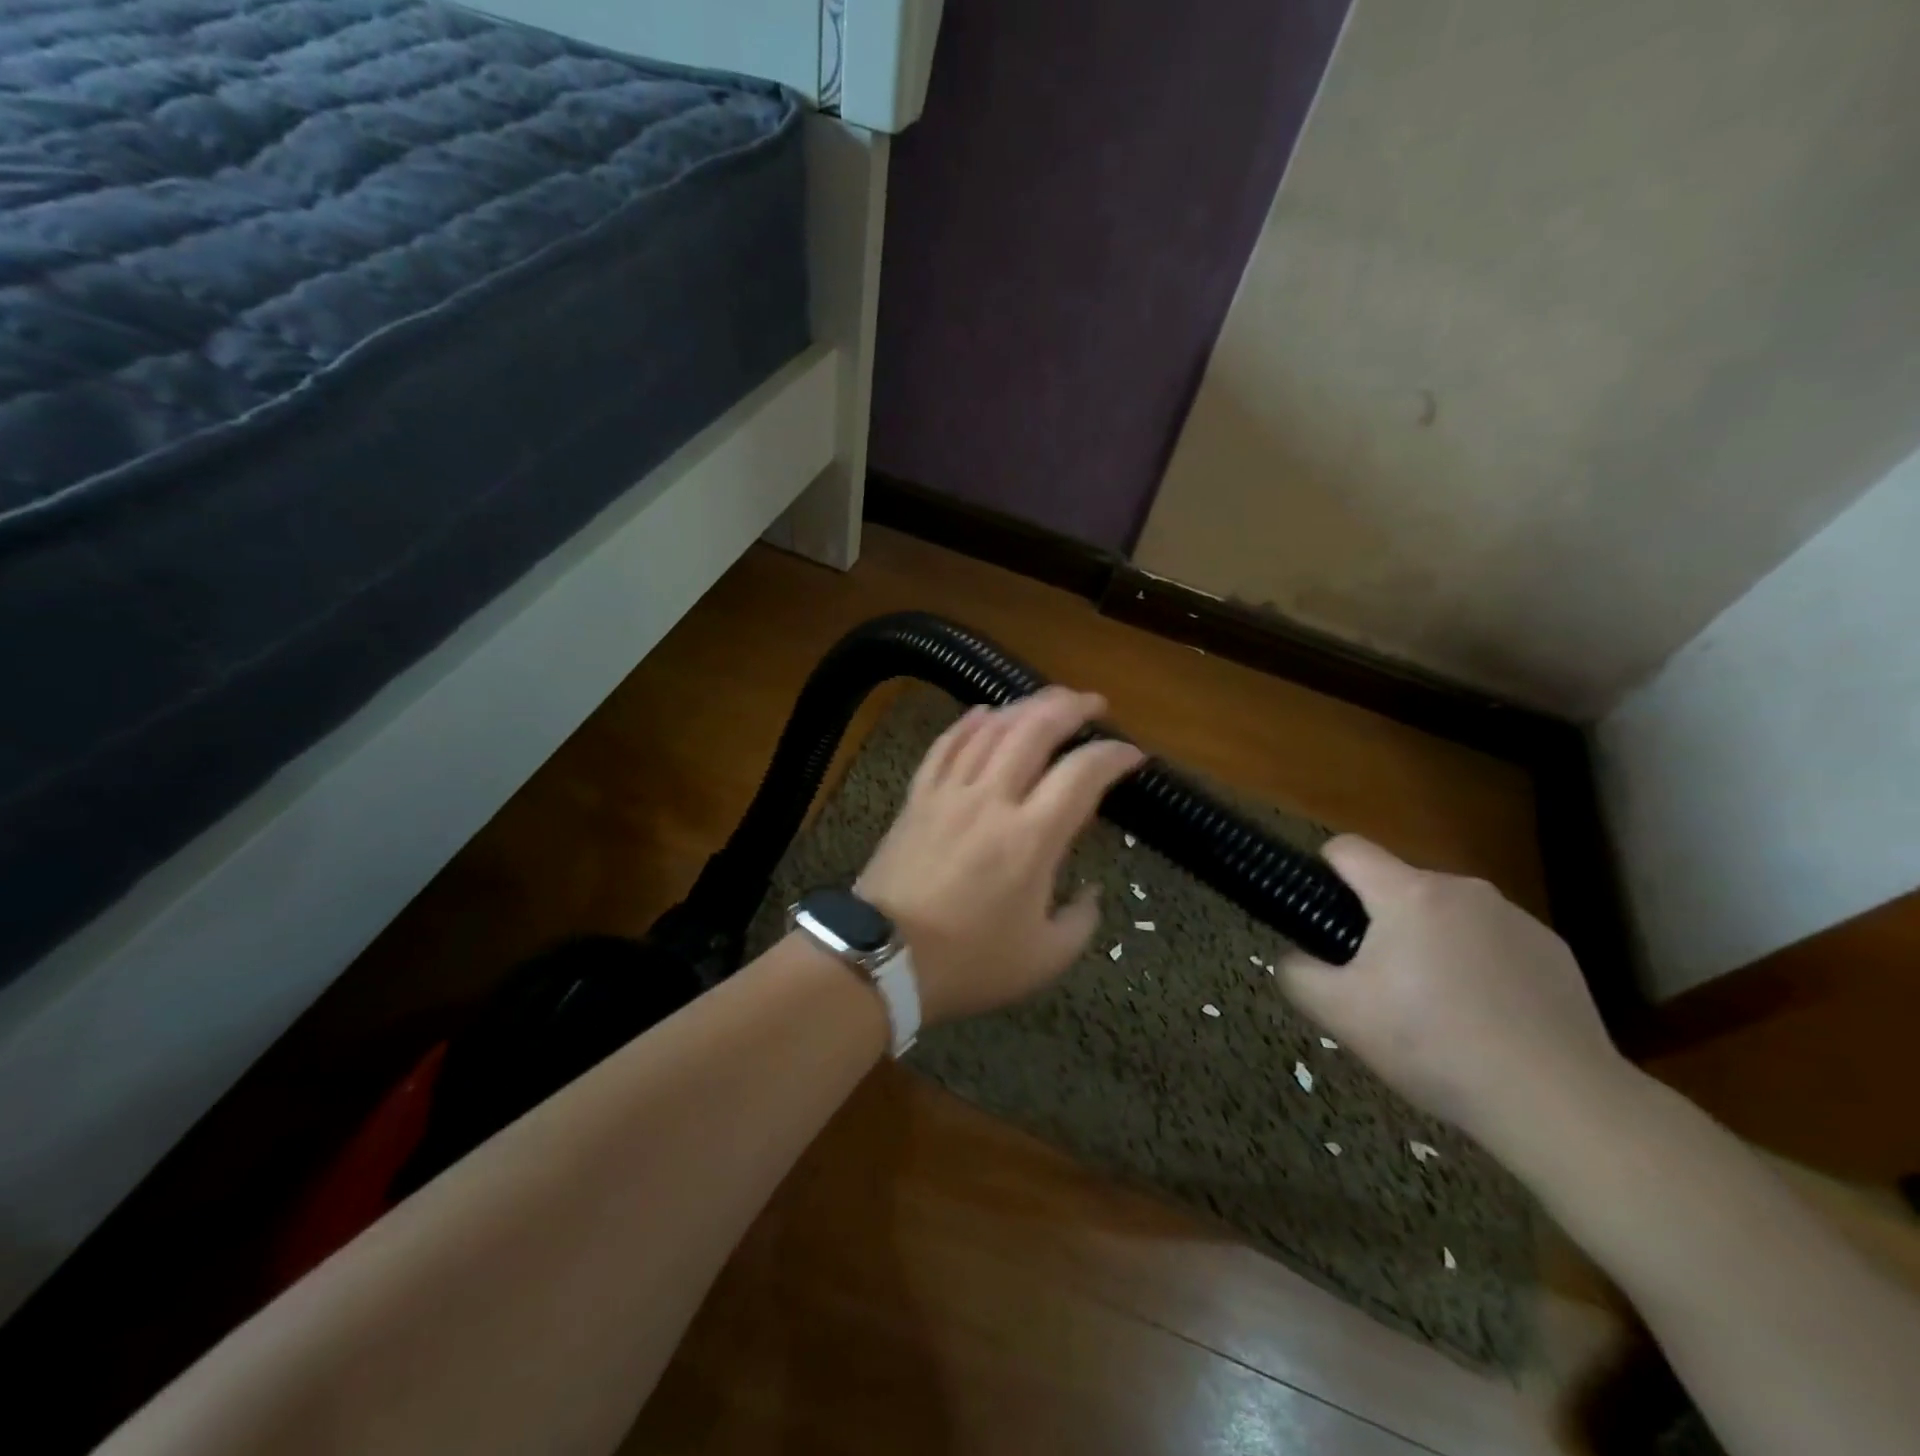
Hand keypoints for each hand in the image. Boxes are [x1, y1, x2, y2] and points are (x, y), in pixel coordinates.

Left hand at [856, 688, 1144, 1026]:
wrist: (882, 960)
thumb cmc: (968, 963)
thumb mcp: (1044, 959)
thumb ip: (1080, 921)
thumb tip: (1089, 891)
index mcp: (1030, 838)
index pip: (1082, 774)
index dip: (1113, 755)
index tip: (1132, 755)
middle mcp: (991, 800)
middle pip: (1033, 729)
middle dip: (1070, 707)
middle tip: (1093, 703)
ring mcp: (949, 793)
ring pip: (989, 729)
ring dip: (1023, 706)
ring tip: (1047, 701)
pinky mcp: (917, 798)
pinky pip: (945, 746)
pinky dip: (968, 724)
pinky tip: (983, 713)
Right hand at [1276, 836, 1631, 1160]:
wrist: (1560, 1102)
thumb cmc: (1435, 1046)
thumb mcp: (1339, 1015)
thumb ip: (1296, 973)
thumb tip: (1295, 957)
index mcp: (1408, 894)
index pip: (1347, 849)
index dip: (1323, 873)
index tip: (1325, 919)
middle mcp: (1462, 890)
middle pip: (1397, 887)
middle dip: (1379, 924)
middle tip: (1379, 986)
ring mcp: (1515, 918)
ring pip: (1445, 915)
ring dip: (1429, 943)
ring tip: (1438, 1010)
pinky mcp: (1554, 951)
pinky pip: (1492, 941)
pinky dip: (1477, 965)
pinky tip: (1487, 1019)